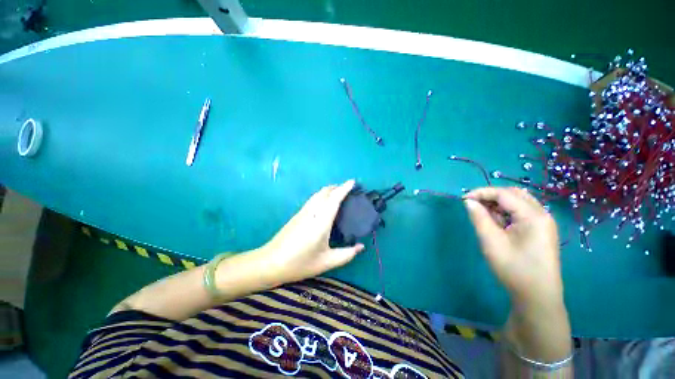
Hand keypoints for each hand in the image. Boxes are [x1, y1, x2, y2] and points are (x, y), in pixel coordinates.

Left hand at [260, 180, 364, 283]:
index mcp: (321, 222)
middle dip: (337, 187)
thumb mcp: (326, 262)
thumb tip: (361, 247)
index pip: (334, 199)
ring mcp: (303, 212)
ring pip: (317, 194)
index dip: (344, 189)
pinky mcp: (297, 214)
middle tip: (349, 189)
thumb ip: (346, 254)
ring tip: (339, 193)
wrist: (270, 262)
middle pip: (325, 192)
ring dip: (329, 190)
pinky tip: (325, 202)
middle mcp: (312, 213)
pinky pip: (313, 199)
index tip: (353, 181)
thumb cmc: (299, 263)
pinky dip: (322, 195)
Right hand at [464, 187, 562, 305]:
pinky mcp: (541, 230)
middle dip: (490, 196)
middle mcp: (542, 214)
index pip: (504, 194)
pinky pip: (521, 212)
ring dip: (498, 203)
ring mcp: (544, 222)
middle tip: (473, 205)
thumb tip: (469, 202)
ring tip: (482, 214)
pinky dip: (506, 211)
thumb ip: (479, 218)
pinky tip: (496, 222)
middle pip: (513, 194)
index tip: (463, 198)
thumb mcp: (491, 242)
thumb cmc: (514, 269)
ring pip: (518, 201)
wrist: (537, 297)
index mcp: (533, 216)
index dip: (482, 192)